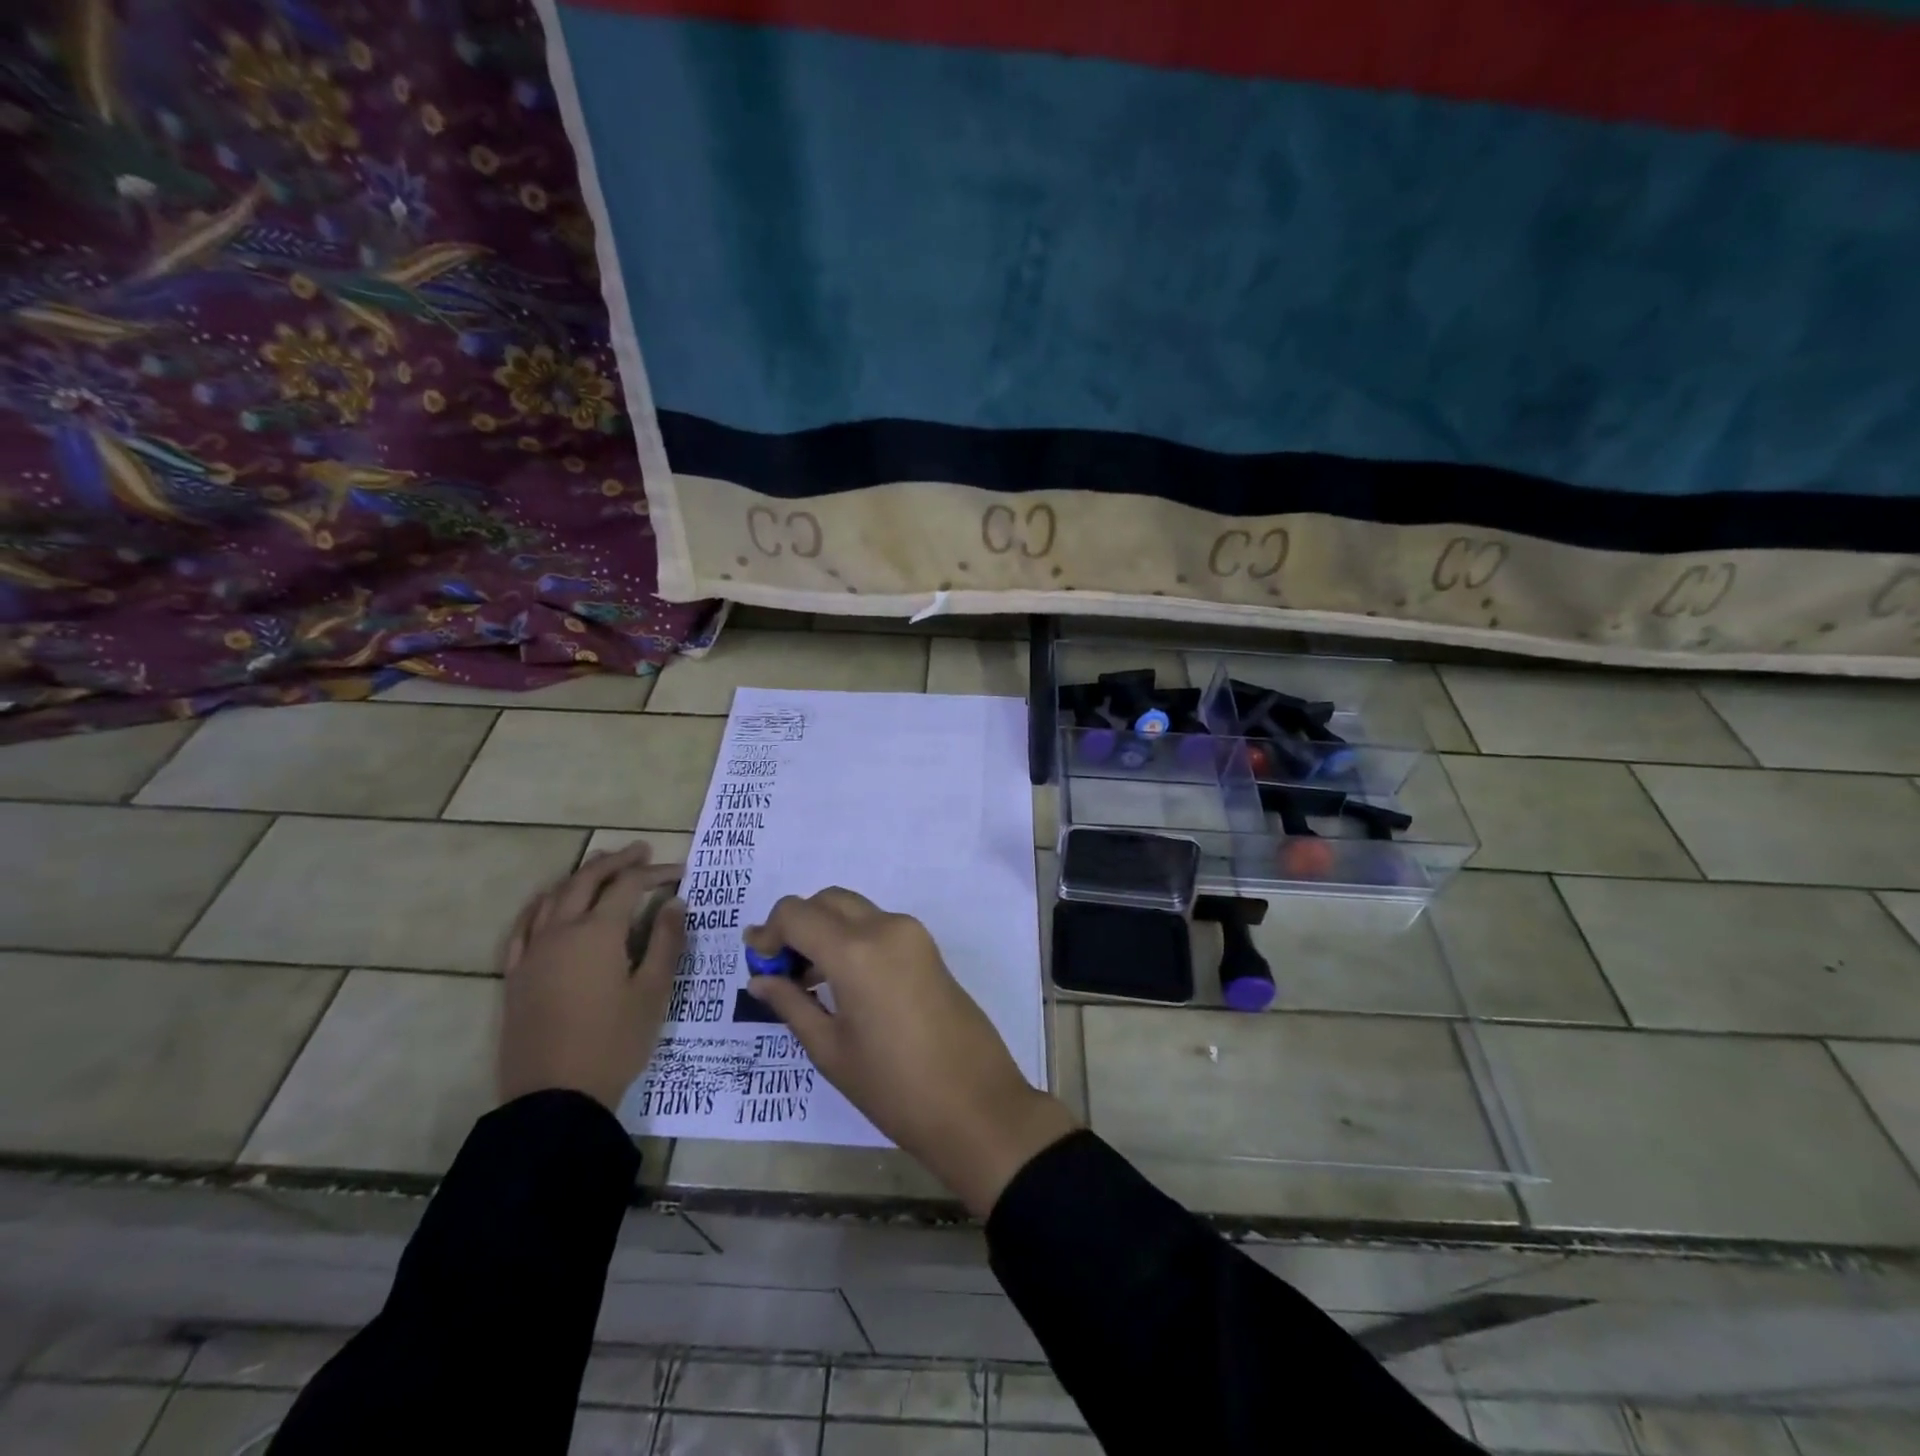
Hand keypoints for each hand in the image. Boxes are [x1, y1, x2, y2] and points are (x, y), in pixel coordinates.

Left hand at [498, 843, 686, 1112]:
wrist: (555, 1098)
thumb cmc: (614, 1043)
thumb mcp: (653, 993)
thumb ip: (665, 943)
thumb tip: (675, 904)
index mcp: (598, 933)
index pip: (628, 886)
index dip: (654, 873)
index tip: (679, 872)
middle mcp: (561, 931)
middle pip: (586, 880)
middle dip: (616, 861)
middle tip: (640, 851)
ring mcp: (532, 952)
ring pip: (553, 897)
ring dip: (579, 875)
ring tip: (600, 865)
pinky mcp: (516, 975)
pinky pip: (524, 926)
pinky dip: (541, 905)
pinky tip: (549, 904)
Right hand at [744, 890, 1077, 1216]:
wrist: (976, 1105)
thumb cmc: (894, 1087)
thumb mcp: (831, 1050)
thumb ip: (791, 1004)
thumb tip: (760, 978)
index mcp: (856, 951)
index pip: (796, 913)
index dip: (769, 931)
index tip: (756, 961)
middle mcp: (885, 927)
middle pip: (827, 901)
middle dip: (797, 924)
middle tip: (780, 969)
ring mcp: (912, 934)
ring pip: (854, 910)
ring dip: (825, 929)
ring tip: (807, 980)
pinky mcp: (928, 947)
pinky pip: (878, 925)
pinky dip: (851, 938)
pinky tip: (842, 981)